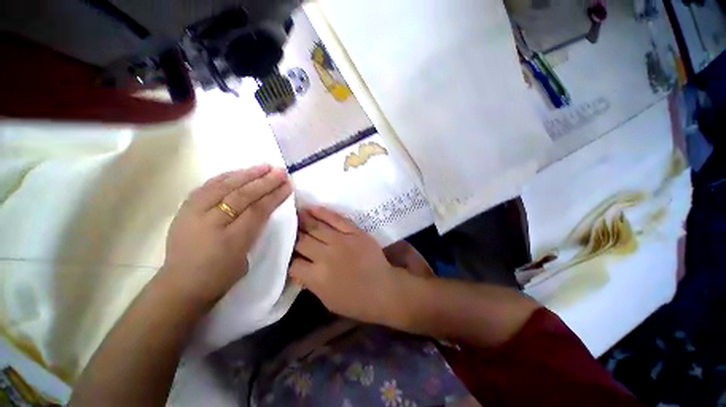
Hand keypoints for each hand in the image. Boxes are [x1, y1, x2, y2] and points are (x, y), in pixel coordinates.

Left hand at [161, 164, 291, 305]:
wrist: (181, 283)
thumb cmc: (219, 275)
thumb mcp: (246, 258)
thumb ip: (255, 231)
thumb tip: (264, 208)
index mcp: (231, 239)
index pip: (258, 210)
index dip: (274, 196)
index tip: (288, 184)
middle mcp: (211, 222)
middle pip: (242, 195)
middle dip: (264, 182)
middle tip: (280, 171)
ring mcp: (194, 213)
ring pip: (224, 186)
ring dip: (246, 174)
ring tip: (264, 166)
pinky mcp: (184, 208)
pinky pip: (208, 186)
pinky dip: (225, 177)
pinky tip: (239, 172)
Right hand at [289, 207, 411, 324]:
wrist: (384, 289)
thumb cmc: (356, 301)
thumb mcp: (327, 300)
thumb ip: (310, 283)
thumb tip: (297, 269)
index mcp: (317, 277)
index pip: (293, 263)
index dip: (287, 258)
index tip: (287, 253)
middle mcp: (326, 256)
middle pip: (301, 241)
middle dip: (291, 236)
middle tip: (285, 229)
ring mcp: (341, 241)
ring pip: (315, 227)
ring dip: (302, 220)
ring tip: (294, 213)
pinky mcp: (354, 232)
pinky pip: (336, 219)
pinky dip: (323, 213)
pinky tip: (312, 208)